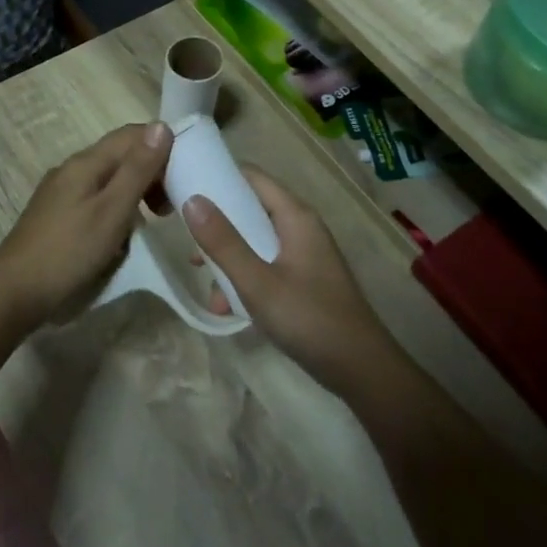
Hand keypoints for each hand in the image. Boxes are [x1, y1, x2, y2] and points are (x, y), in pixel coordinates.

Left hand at [0, 123, 171, 327]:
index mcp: (86, 162)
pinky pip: (96, 199)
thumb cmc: (69, 251)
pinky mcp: (58, 215)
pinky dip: (117, 208)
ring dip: (135, 192)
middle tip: (171, 207)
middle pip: (120, 156)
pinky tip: (122, 234)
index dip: (162, 146)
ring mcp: (62, 192)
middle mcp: (72, 169)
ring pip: (109, 179)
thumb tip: (161, 126)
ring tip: (153, 220)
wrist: (15, 292)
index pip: (131, 135)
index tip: (186, 173)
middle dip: (151, 172)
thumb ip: (137, 170)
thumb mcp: (112, 211)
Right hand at [183, 168, 403, 400]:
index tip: (185, 185)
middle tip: (186, 236)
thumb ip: (223, 242)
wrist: (361, 370)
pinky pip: (266, 265)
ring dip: (228, 257)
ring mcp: (305, 254)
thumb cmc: (308, 318)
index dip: (218, 176)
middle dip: (218, 222)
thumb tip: (192, 199)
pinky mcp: (304, 280)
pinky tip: (227, 307)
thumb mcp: (257, 282)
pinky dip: (245, 278)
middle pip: (251, 209)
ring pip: (256, 241)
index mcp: (295, 216)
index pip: (252, 177)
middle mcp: (301, 227)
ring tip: (202, 279)